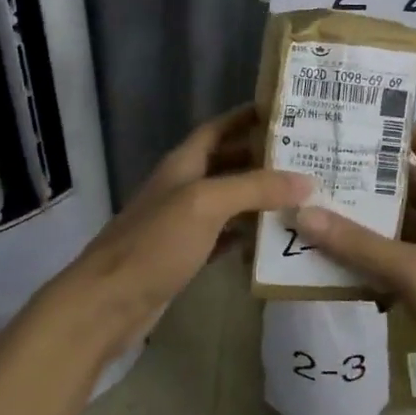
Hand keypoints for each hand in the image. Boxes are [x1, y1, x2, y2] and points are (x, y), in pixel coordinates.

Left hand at [52, 105, 311, 360]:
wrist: (107, 303)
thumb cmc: (155, 242)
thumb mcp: (206, 204)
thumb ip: (254, 188)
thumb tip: (306, 180)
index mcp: (184, 163)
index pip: (218, 127)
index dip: (246, 116)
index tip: (284, 111)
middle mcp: (183, 186)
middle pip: (227, 162)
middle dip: (263, 158)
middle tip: (308, 158)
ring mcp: (183, 222)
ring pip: (228, 200)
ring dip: (259, 197)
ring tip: (302, 196)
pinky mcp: (186, 254)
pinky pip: (224, 235)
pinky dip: (247, 234)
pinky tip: (274, 239)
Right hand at [294, 123, 415, 407]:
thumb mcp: (412, 270)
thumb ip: (358, 244)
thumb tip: (304, 211)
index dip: (403, 128)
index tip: (362, 116)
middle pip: (409, 186)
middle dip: (371, 175)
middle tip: (324, 161)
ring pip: (399, 225)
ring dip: (366, 218)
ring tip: (319, 202)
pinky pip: (396, 260)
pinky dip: (370, 256)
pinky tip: (335, 256)